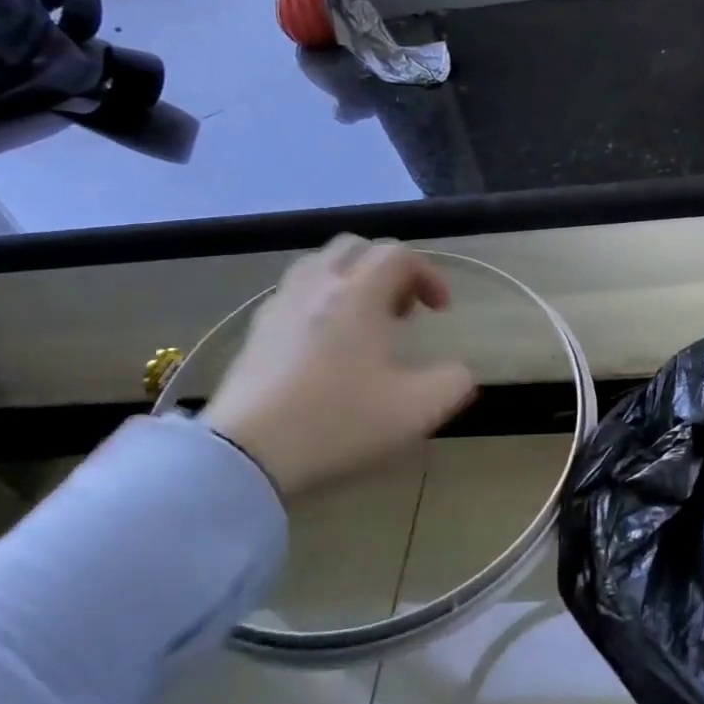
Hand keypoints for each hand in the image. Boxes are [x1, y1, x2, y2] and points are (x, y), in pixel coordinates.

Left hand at [201, 237, 476, 497]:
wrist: (244, 456)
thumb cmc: (337, 422)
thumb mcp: (416, 410)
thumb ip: (452, 382)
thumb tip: (459, 371)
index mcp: (359, 295)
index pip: (399, 255)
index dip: (429, 274)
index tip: (440, 311)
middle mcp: (318, 287)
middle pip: (356, 247)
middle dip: (388, 269)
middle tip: (402, 309)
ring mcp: (280, 306)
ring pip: (319, 265)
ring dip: (351, 280)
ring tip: (364, 321)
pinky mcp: (256, 332)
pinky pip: (294, 293)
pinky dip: (320, 300)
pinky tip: (325, 343)